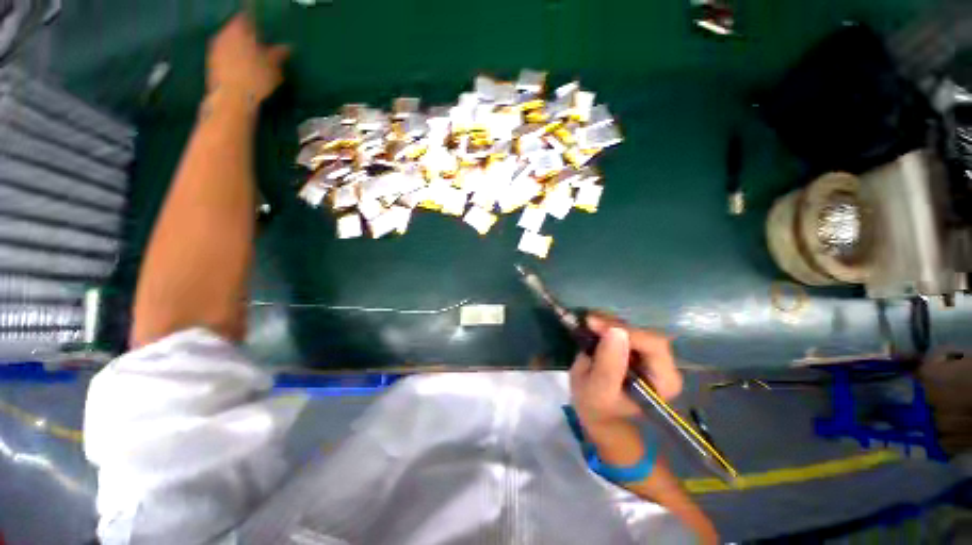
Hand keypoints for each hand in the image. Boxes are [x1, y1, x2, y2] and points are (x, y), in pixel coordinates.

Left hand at [206, 14, 288, 104]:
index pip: (247, 18)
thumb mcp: (274, 67)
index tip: (265, 32)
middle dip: (247, 38)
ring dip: (240, 49)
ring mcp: (215, 48)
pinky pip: (225, 55)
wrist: (231, 98)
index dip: (257, 24)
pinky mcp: (212, 63)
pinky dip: (234, 59)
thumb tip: (287, 47)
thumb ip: (279, 54)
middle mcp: (224, 34)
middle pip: (237, 30)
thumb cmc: (255, 79)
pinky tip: (243, 70)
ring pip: (230, 43)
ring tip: (253, 60)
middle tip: (261, 47)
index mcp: (239, 30)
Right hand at [569, 314, 681, 430]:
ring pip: (635, 327)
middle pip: (645, 333)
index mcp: (664, 381)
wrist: (596, 409)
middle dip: (615, 325)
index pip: (653, 346)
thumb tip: (616, 331)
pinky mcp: (637, 346)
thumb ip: (608, 365)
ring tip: (588, 322)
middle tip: (589, 321)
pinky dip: (608, 324)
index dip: (625, 332)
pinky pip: (625, 329)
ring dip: (610, 322)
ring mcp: (651, 354)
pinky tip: (593, 325)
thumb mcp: (598, 390)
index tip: (594, 324)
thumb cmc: (597, 405)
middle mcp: (664, 365)